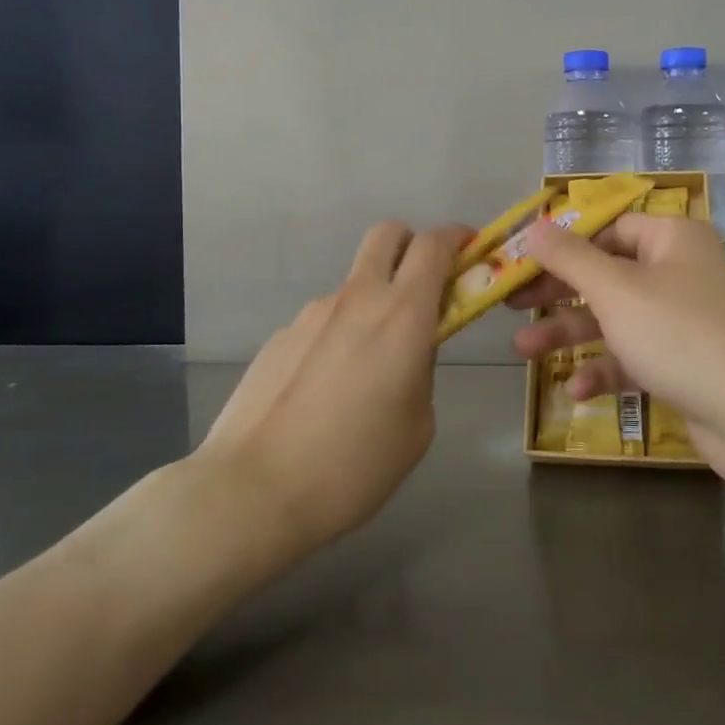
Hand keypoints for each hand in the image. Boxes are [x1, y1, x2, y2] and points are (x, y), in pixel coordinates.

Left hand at [199, 221, 467, 553]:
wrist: (253, 490)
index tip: (471, 251)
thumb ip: (421, 370)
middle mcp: (357, 299)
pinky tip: (326, 391)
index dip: (458, 237)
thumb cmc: (354, 465)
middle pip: (388, 234)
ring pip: (355, 284)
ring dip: (373, 303)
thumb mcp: (417, 425)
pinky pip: (323, 321)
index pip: (435, 245)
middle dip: (413, 244)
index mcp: (402, 315)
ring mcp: (311, 313)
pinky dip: (338, 336)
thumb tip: (408, 352)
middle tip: (424, 286)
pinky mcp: (280, 336)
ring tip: (366, 371)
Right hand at [508, 213, 724, 487]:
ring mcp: (684, 321)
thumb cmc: (679, 333)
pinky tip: (575, 391)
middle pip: (606, 274)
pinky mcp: (685, 364)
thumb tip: (533, 226)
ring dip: (571, 335)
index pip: (609, 229)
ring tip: (523, 353)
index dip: (565, 244)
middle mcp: (679, 272)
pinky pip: (635, 357)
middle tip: (512, 306)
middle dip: (558, 294)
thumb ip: (569, 258)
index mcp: (670, 239)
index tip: (523, 263)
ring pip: (616, 319)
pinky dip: (606, 369)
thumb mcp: (615, 290)